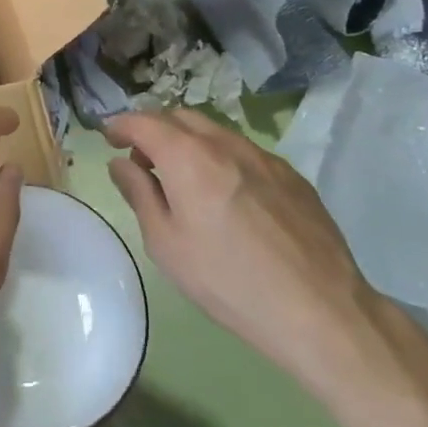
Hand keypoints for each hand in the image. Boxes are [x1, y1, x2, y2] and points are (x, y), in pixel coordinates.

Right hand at [104, 108, 385, 395]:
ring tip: (183, 178)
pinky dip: (220, 157)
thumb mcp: (166, 244)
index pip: (144, 122)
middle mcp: (225, 143)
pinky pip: (244, 151)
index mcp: (188, 157)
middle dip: (154, 129)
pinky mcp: (291, 174)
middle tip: (142, 160)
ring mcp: (263, 155)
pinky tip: (226, 195)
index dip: (120, 124)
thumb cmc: (228, 281)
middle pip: (179, 117)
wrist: (320, 309)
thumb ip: (139, 194)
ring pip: (214, 131)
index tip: (108, 136)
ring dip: (188, 142)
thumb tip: (119, 163)